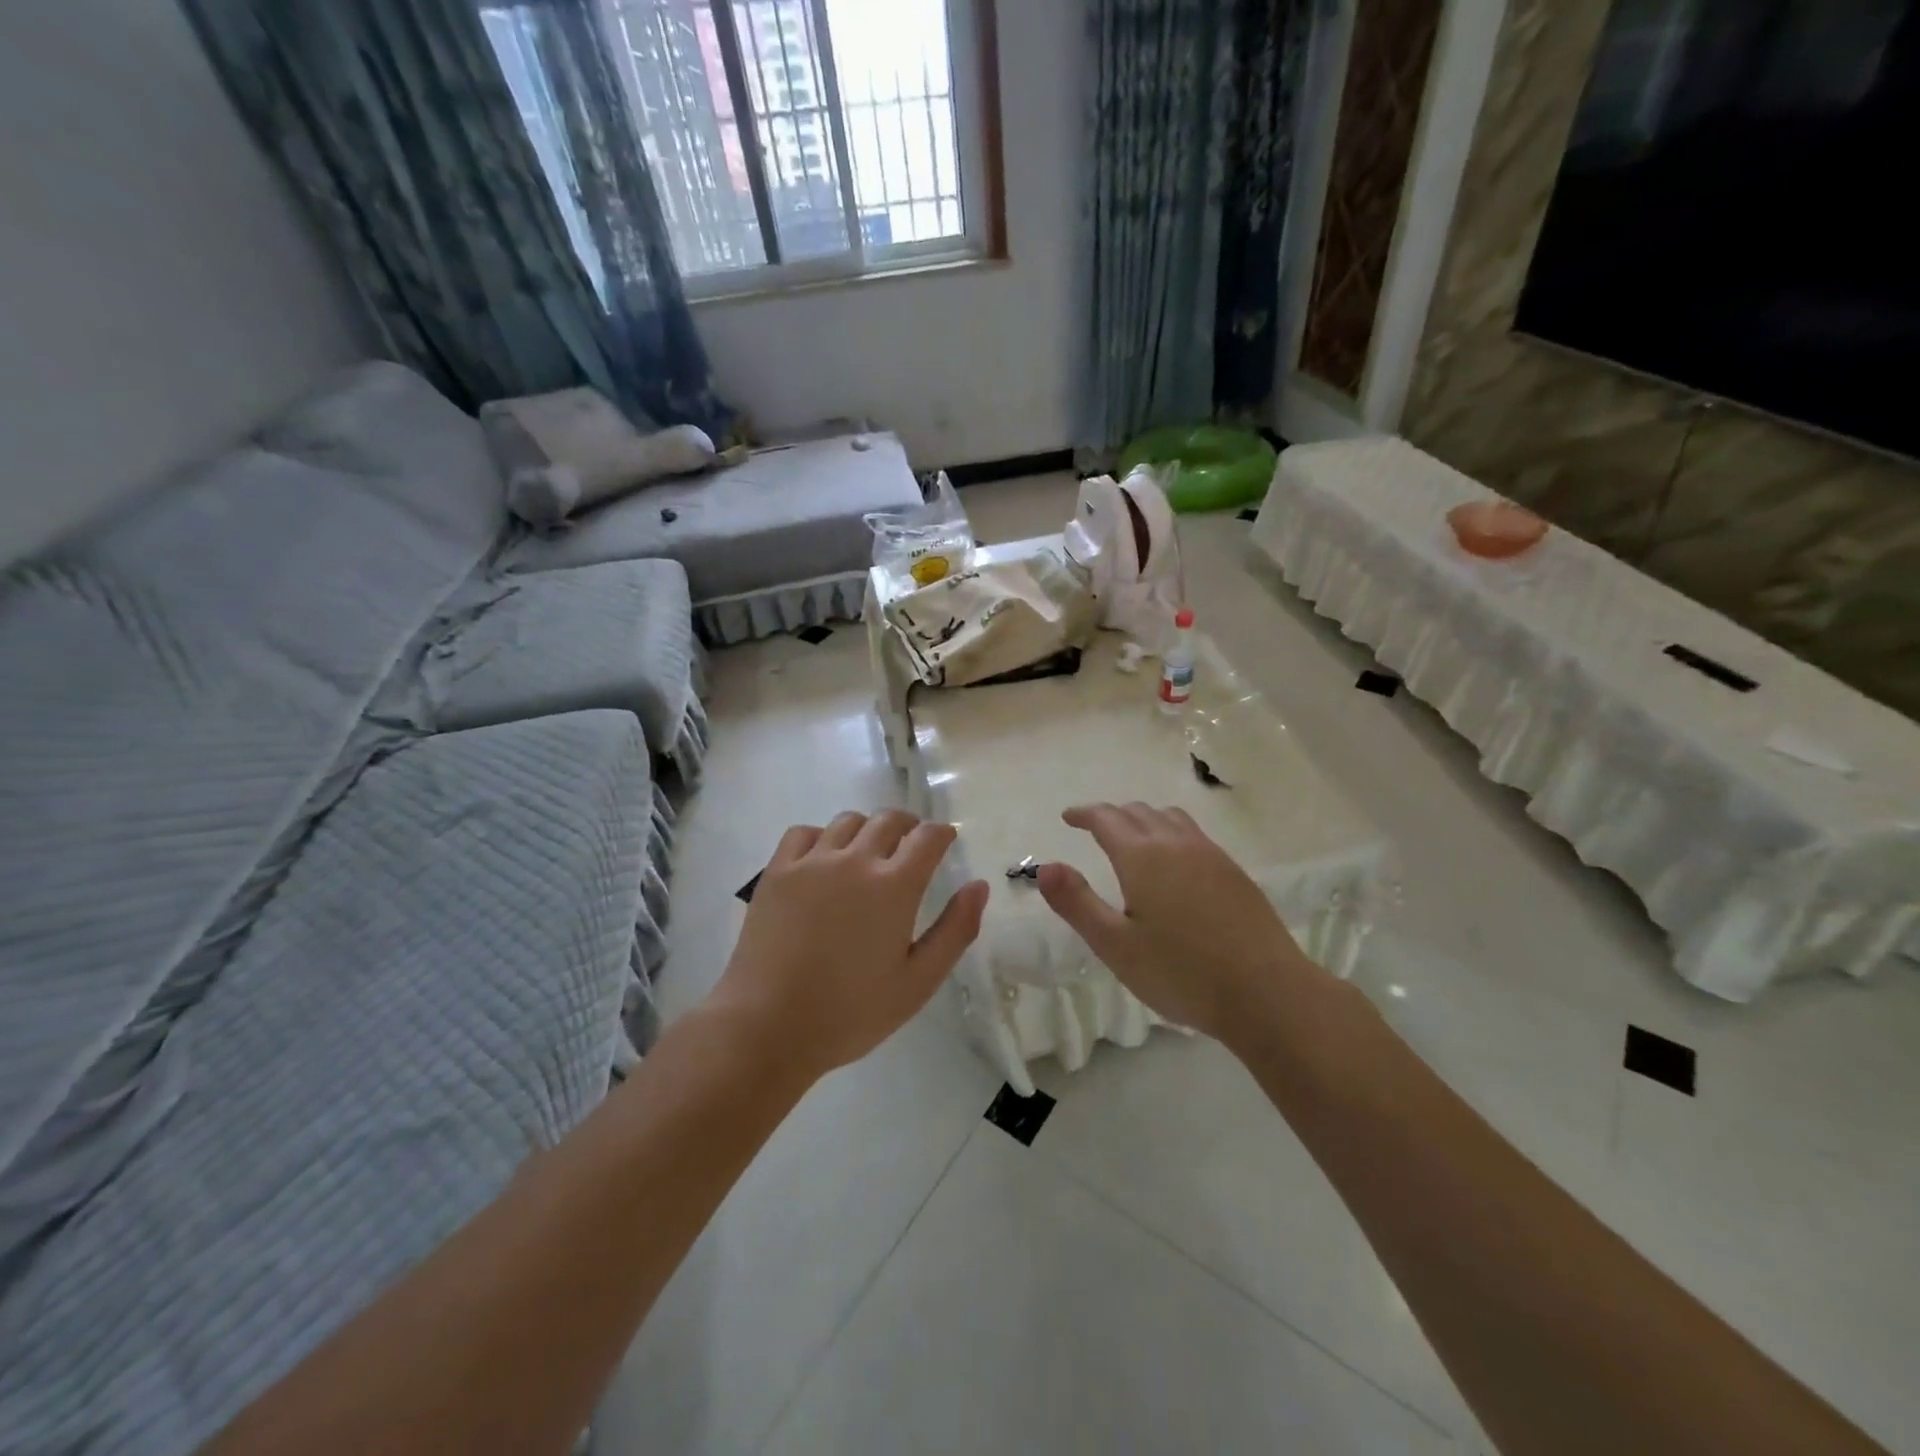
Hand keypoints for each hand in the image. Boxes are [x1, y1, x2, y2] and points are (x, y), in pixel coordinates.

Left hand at [710, 810, 989, 1079]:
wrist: (767, 1025)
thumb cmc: (850, 1012)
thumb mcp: (918, 982)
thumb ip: (955, 930)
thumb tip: (979, 886)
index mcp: (895, 886)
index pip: (928, 837)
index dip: (942, 834)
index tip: (946, 842)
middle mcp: (855, 860)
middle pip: (889, 820)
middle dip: (908, 827)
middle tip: (911, 847)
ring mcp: (812, 862)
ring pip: (848, 822)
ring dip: (867, 830)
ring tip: (867, 854)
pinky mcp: (777, 871)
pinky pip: (804, 832)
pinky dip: (821, 837)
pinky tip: (822, 861)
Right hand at [1037, 803, 1314, 1041]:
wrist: (1267, 992)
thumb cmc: (1181, 973)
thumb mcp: (1115, 945)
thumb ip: (1077, 903)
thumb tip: (1045, 867)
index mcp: (1142, 857)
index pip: (1106, 819)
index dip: (1084, 814)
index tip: (1068, 817)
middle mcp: (1176, 844)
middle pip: (1138, 812)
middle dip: (1111, 815)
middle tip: (1094, 828)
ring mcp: (1211, 855)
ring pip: (1170, 818)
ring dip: (1144, 818)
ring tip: (1133, 836)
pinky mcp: (1234, 873)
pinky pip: (1194, 834)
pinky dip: (1171, 832)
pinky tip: (1175, 862)